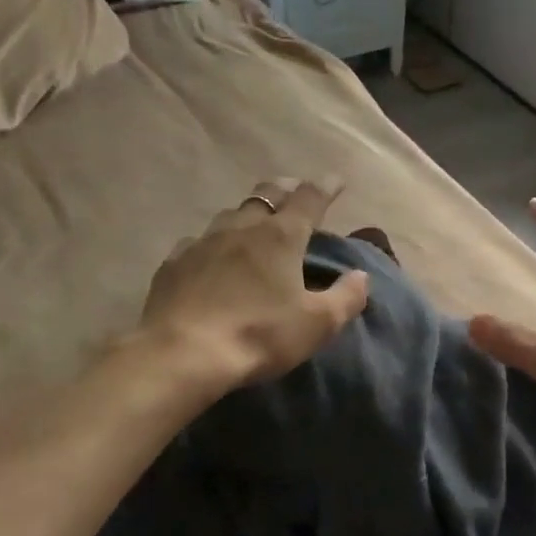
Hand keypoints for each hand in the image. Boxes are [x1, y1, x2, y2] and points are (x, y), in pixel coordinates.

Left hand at [135, 177, 369, 397]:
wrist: (182, 354)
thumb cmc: (260, 334)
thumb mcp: (317, 324)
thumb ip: (346, 297)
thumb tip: (361, 276)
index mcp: (281, 236)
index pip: (310, 198)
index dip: (326, 187)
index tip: (336, 181)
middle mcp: (243, 227)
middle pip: (267, 194)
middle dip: (286, 189)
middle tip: (295, 191)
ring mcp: (203, 241)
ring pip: (231, 213)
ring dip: (249, 213)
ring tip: (256, 223)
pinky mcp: (174, 262)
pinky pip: (198, 240)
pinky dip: (214, 241)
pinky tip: (212, 255)